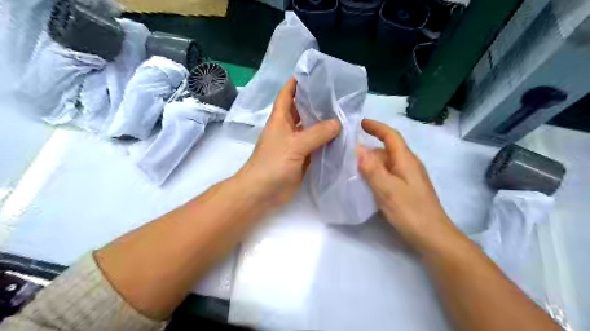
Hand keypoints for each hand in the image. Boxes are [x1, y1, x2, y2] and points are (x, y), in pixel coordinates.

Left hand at [233, 79, 339, 205]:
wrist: (262, 192)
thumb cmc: (272, 164)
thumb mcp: (294, 145)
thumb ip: (317, 134)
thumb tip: (338, 123)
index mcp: (280, 119)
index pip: (287, 95)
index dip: (296, 83)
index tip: (314, 74)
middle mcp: (288, 129)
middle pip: (303, 111)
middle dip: (317, 102)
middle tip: (338, 95)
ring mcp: (296, 144)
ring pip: (312, 129)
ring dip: (325, 123)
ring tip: (344, 114)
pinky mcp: (302, 158)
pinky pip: (317, 146)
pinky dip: (327, 142)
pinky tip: (341, 138)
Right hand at [357, 120, 456, 251]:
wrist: (433, 238)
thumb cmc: (411, 212)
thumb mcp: (388, 189)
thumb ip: (372, 169)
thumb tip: (359, 148)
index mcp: (406, 160)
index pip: (391, 136)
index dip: (377, 127)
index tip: (361, 123)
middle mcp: (409, 166)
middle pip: (388, 150)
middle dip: (370, 148)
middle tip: (349, 153)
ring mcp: (409, 179)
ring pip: (387, 163)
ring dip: (372, 162)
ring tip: (353, 169)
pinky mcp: (407, 190)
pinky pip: (389, 175)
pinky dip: (376, 174)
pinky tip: (367, 184)